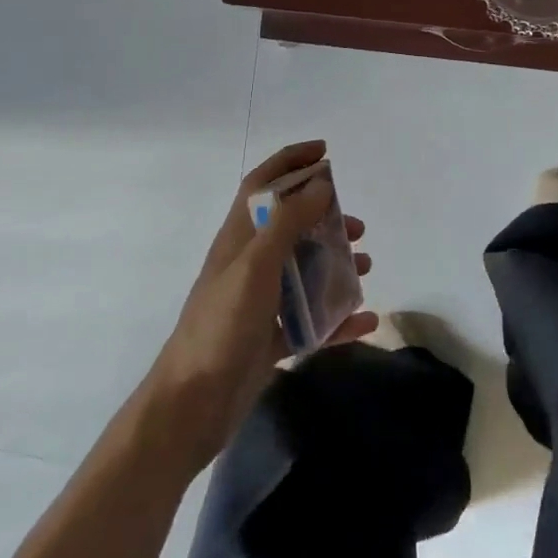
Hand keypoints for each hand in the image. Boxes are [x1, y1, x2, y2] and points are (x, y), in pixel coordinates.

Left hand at [143, 140, 378, 469]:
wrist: (192, 405)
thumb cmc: (221, 325)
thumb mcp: (255, 266)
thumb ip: (288, 222)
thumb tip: (320, 183)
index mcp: (239, 239)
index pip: (263, 185)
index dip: (290, 161)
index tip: (325, 152)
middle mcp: (250, 264)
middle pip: (291, 227)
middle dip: (325, 219)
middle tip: (356, 227)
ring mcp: (260, 302)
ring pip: (304, 272)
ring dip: (336, 265)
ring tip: (365, 268)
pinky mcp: (270, 338)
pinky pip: (312, 320)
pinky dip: (339, 317)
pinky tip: (366, 318)